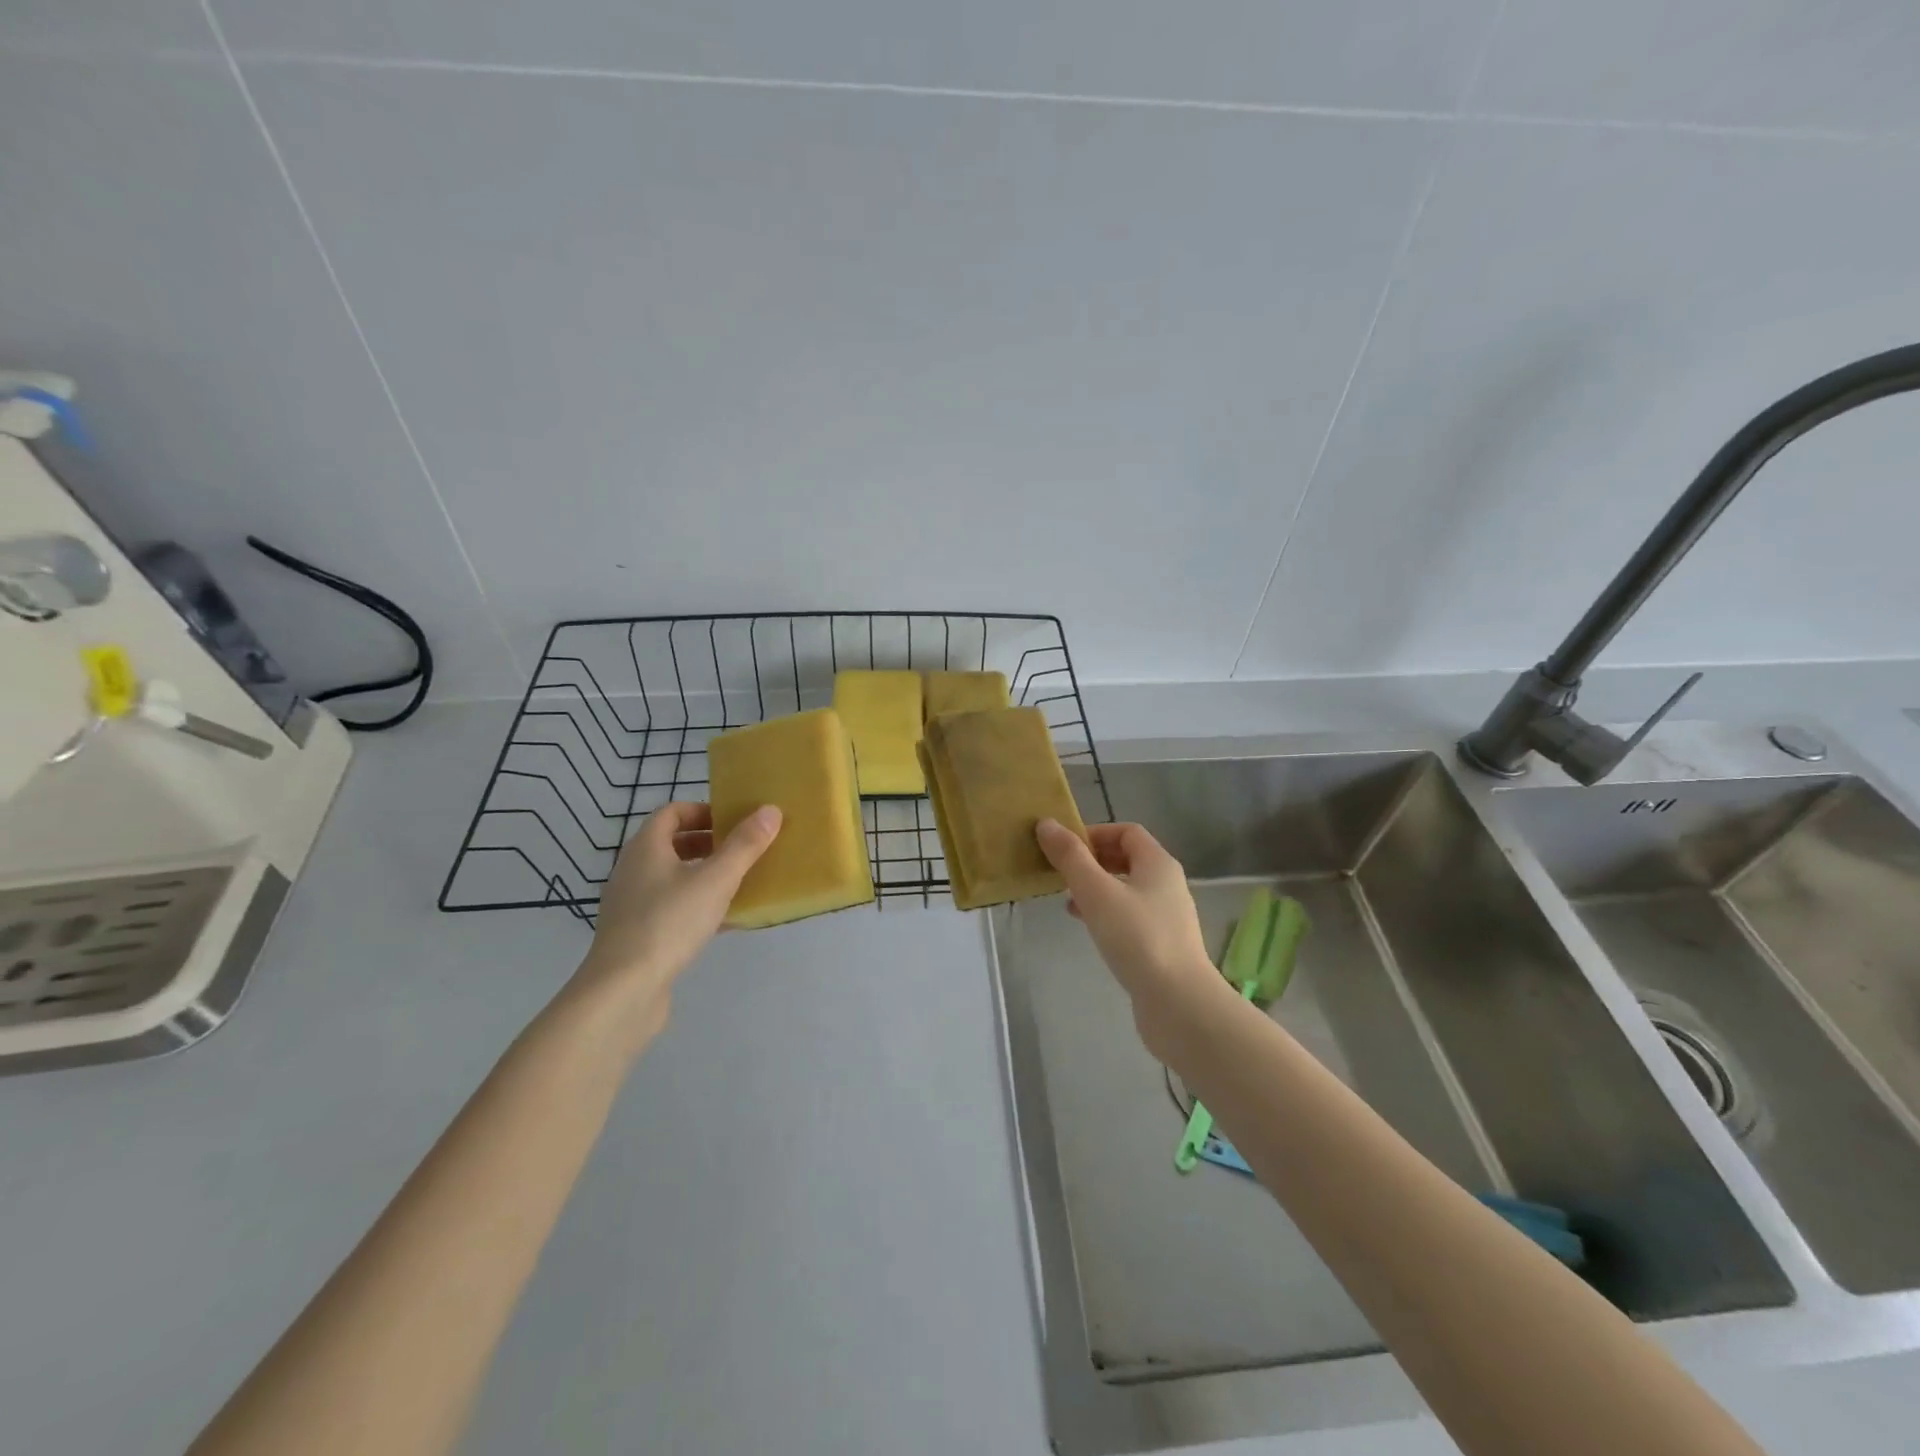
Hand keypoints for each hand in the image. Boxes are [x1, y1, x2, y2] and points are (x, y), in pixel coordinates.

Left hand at [571, 802, 780, 1040]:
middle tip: (743, 850)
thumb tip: (771, 810)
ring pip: (673, 878)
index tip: (735, 820)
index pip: (672, 812)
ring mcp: (632, 905)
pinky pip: (672, 908)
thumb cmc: (669, 923)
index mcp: (646, 848)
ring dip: (705, 875)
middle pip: (672, 844)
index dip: (704, 810)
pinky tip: (726, 921)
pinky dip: (698, 905)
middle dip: (709, 843)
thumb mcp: (716, 880)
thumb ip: (744, 846)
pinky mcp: (637, 936)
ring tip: (740, 883)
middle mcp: (633, 870)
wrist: (623, 991)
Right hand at [1035, 819, 1228, 1055]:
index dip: (1094, 833)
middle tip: (1061, 872)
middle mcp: (1167, 884)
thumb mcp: (1096, 892)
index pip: (1126, 832)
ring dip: (1096, 888)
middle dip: (1092, 861)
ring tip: (1067, 900)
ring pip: (1126, 889)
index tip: (1064, 847)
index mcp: (1158, 863)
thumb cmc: (1137, 938)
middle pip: (1127, 859)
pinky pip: (1129, 917)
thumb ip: (1070, 857)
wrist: (1179, 1003)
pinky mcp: (1161, 945)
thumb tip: (1046, 823)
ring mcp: (1167, 916)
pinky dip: (1106, 914)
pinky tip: (1087, 928)